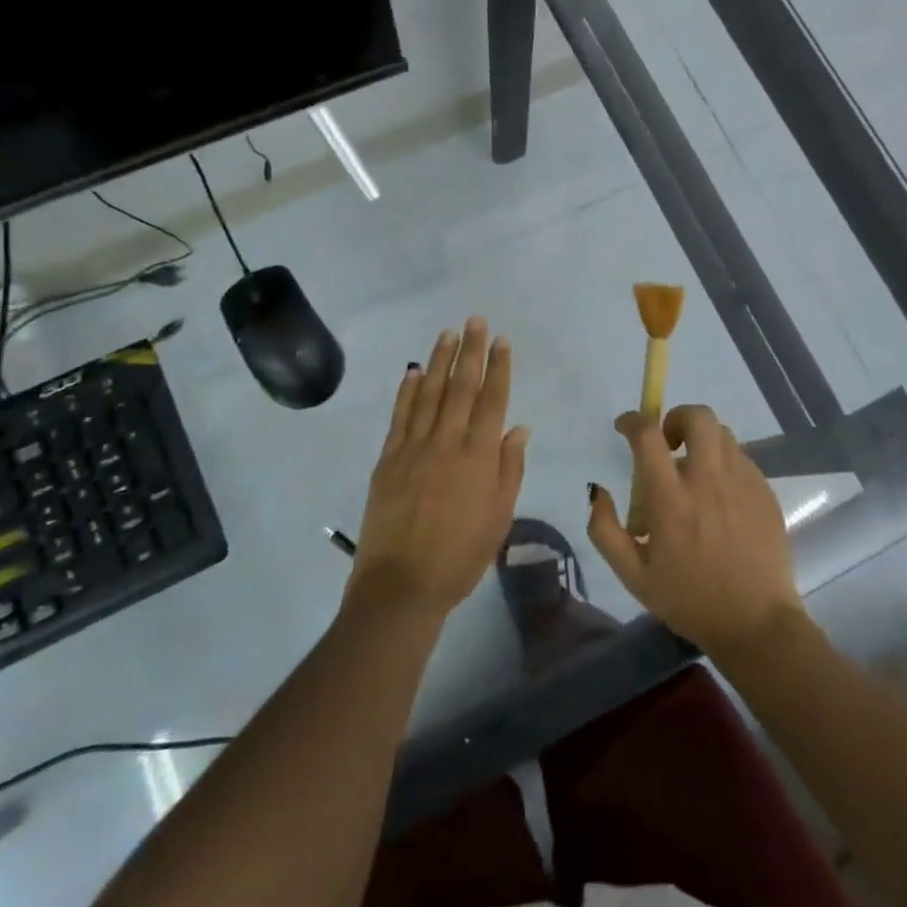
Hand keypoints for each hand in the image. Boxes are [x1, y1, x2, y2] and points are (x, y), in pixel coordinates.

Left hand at [347, 318, 529, 623]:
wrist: (401, 585)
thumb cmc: (460, 557)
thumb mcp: (499, 517)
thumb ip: (509, 468)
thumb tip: (519, 427)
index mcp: (479, 457)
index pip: (492, 401)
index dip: (499, 367)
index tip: (502, 340)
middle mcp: (447, 443)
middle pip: (462, 387)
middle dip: (471, 351)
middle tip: (476, 321)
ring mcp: (413, 448)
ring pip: (430, 394)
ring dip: (440, 361)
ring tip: (448, 333)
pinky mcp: (388, 458)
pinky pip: (400, 416)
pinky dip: (408, 390)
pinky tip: (415, 371)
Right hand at [588, 405, 806, 661]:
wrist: (757, 625)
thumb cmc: (690, 601)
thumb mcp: (633, 576)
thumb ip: (605, 530)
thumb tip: (597, 491)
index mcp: (671, 500)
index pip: (648, 436)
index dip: (632, 421)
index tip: (625, 428)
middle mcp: (708, 480)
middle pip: (697, 416)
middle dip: (677, 418)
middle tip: (668, 444)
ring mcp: (743, 482)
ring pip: (722, 434)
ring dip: (701, 441)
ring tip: (694, 472)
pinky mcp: (765, 492)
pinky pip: (741, 458)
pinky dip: (724, 463)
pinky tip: (719, 497)